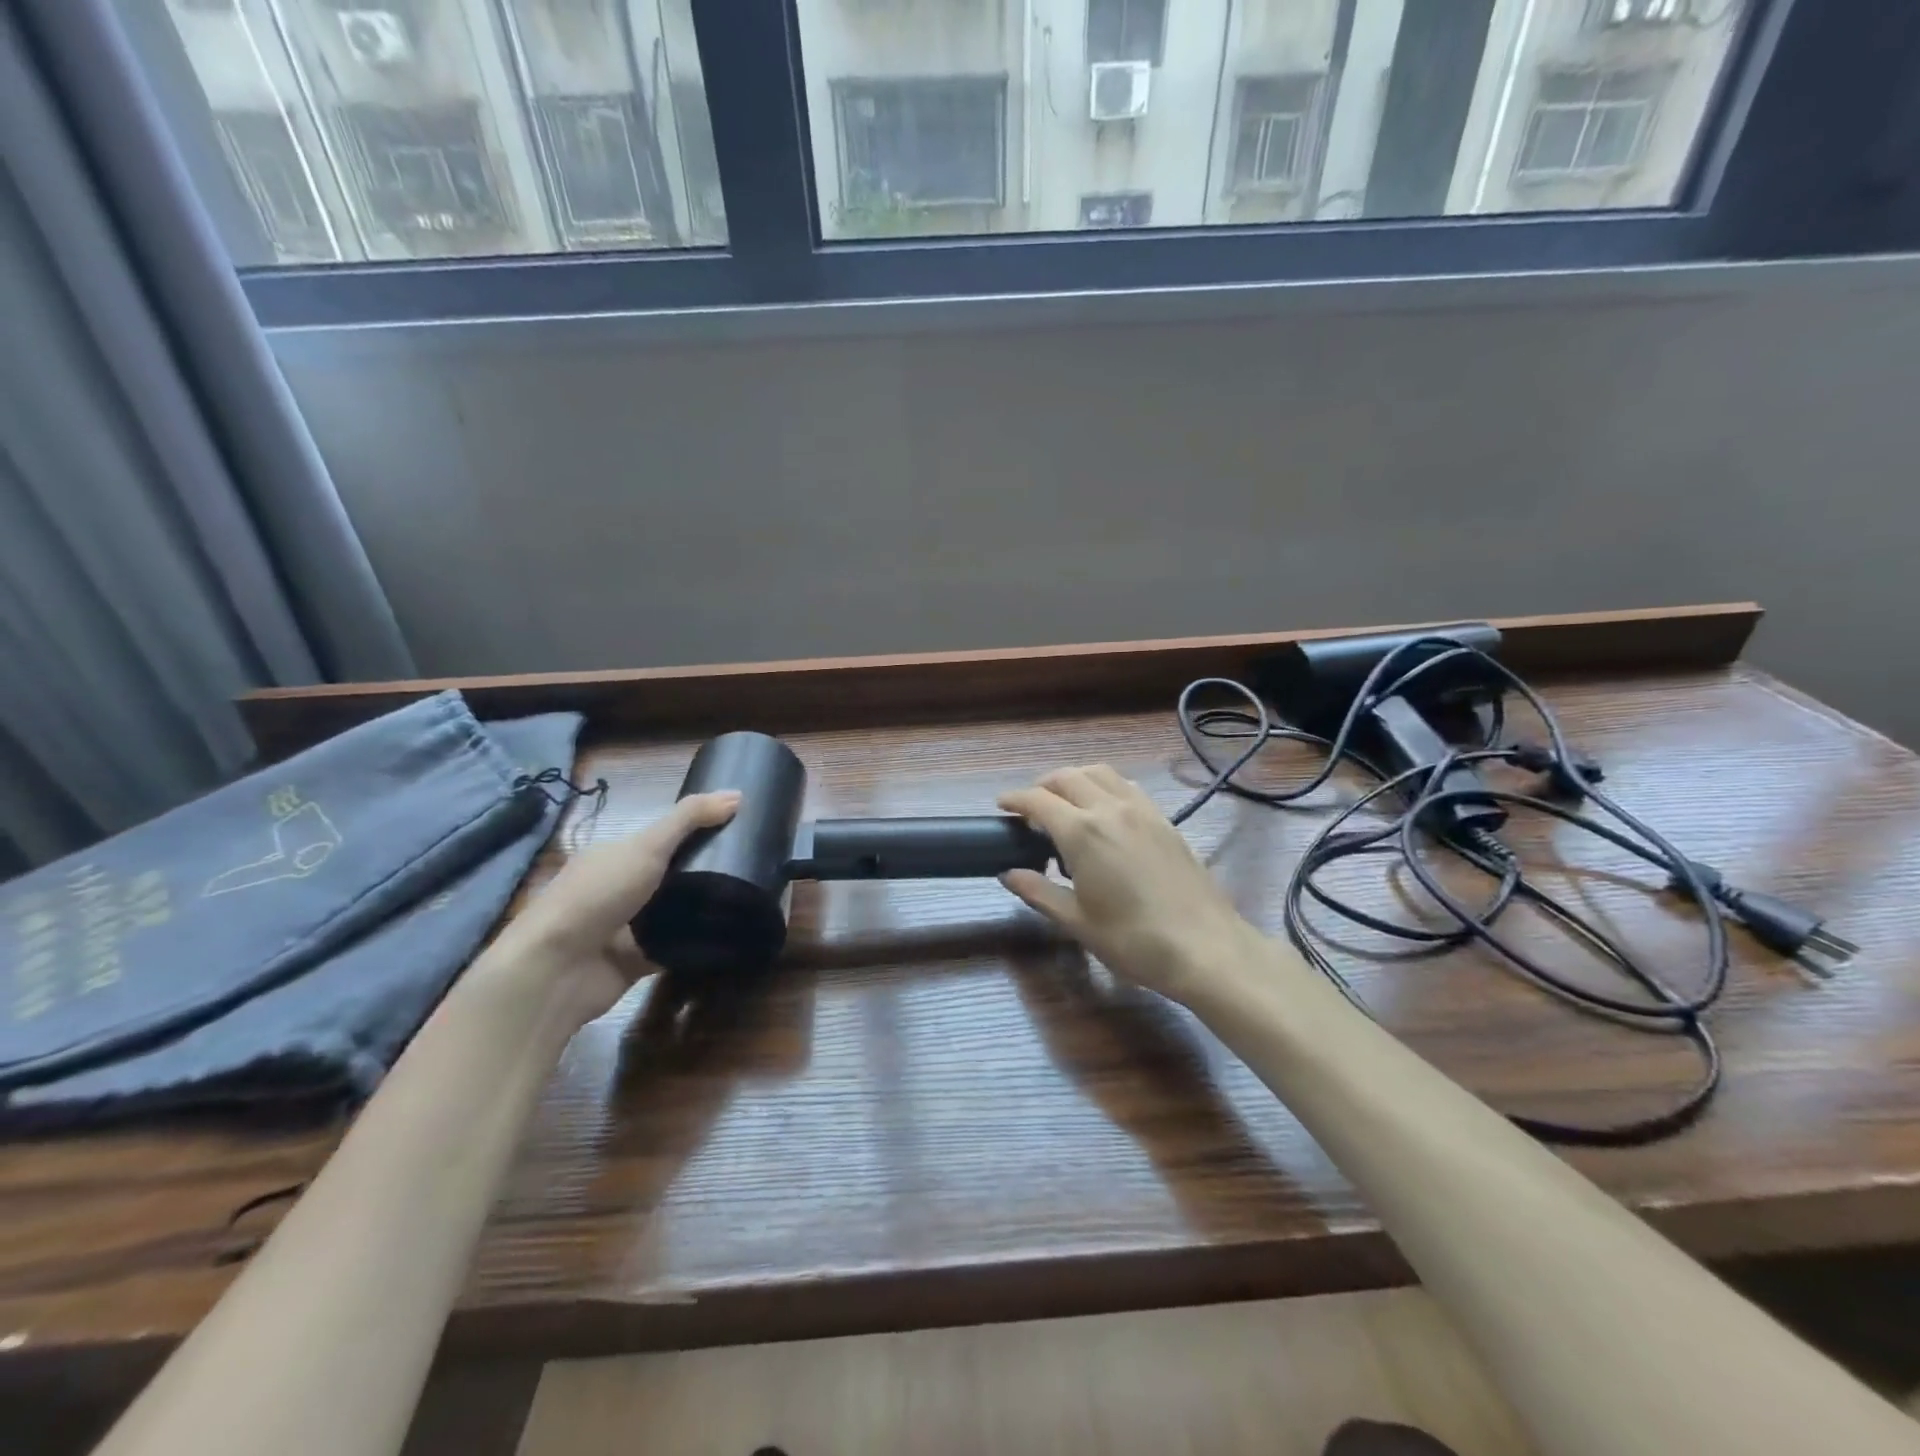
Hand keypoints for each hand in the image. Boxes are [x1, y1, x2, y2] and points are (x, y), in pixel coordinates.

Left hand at [486, 791, 739, 1025]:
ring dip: (703, 910)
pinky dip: (696, 944)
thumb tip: (738, 794)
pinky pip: (674, 948)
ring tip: (750, 900)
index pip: (661, 837)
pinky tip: (731, 936)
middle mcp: (619, 889)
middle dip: (705, 872)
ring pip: (675, 913)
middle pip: (671, 875)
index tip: (739, 829)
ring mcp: (626, 927)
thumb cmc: (598, 896)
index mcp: (615, 856)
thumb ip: (690, 819)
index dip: (697, 831)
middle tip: (752, 867)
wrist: (557, 970)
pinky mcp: (636, 961)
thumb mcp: (647, 846)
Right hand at [998, 766, 1260, 1004]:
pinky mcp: (1164, 819)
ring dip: (1074, 779)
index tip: (1001, 806)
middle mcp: (1110, 809)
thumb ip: (1038, 891)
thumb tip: (1008, 874)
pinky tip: (1104, 812)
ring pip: (1099, 773)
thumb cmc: (1133, 940)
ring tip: (1065, 803)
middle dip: (1042, 785)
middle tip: (1030, 808)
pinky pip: (1126, 786)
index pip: (1038, 800)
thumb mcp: (1077, 921)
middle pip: (1067, 777)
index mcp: (1082, 832)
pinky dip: (1104, 786)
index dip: (1015, 799)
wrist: (1205, 947)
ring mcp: (1142, 810)